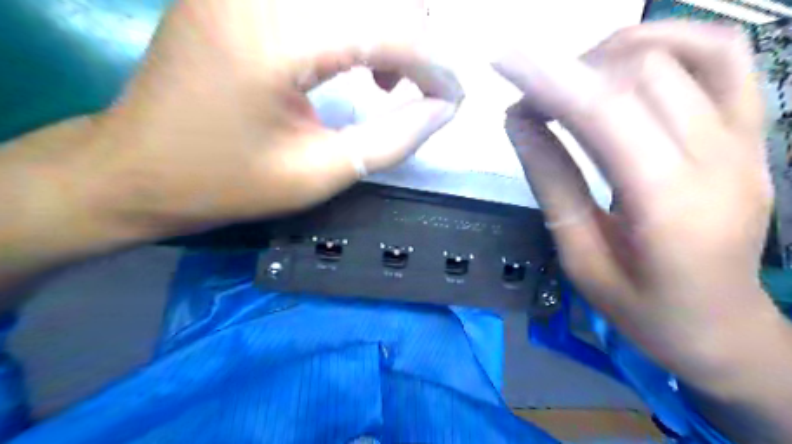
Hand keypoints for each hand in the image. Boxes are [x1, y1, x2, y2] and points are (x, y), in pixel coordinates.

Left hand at [89, 0, 464, 234]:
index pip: (388, 30)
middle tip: (425, 88)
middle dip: (417, 40)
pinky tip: (354, 60)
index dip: (434, 66)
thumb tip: (444, 110)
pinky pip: (321, 2)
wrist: (137, 169)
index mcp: (276, 36)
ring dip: (388, 28)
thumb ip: (392, 140)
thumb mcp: (320, 173)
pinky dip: (354, 25)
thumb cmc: (226, 182)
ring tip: (391, 81)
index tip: (455, 99)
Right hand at [493, 22, 784, 392]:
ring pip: (684, 51)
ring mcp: (748, 141)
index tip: (505, 61)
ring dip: (614, 53)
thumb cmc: (641, 306)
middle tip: (533, 100)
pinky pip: (726, 57)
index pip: (606, 114)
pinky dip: (670, 41)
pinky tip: (628, 62)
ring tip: (574, 80)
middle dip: (571, 72)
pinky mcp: (754, 133)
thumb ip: (552, 183)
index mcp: (669, 207)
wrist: (720, 326)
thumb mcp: (580, 257)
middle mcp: (721, 161)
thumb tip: (519, 121)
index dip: (551, 79)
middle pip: (642, 73)